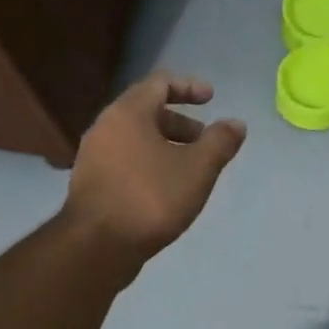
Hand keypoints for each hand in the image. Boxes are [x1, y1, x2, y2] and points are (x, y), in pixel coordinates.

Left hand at [65, 72, 246, 266]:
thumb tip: (236, 124)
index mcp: (128, 113)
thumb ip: (220, 142)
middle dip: (180, 121)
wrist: (97, 246)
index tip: (211, 99)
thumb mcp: (198, 169)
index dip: (188, 87)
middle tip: (204, 139)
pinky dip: (150, 162)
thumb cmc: (150, 198)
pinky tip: (167, 188)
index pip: (159, 82)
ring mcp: (94, 156)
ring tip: (190, 168)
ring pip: (135, 138)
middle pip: (146, 110)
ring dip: (165, 144)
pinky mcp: (92, 183)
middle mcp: (105, 127)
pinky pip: (126, 159)